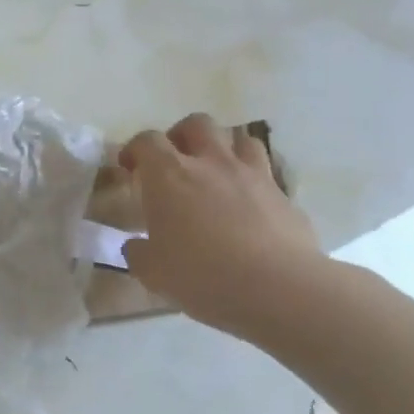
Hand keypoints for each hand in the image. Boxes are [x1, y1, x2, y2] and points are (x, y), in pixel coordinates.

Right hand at [119, 113, 320, 334]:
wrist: (278, 289)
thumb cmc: (202, 275)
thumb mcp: (153, 272)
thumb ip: (138, 253)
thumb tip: (136, 246)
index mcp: (169, 176)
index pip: (146, 141)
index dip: (135, 150)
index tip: (130, 168)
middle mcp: (210, 163)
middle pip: (196, 124)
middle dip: (180, 136)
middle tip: (174, 162)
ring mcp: (252, 175)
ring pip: (239, 138)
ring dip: (223, 148)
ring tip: (215, 173)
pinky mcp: (283, 195)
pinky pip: (266, 171)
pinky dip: (252, 179)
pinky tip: (247, 203)